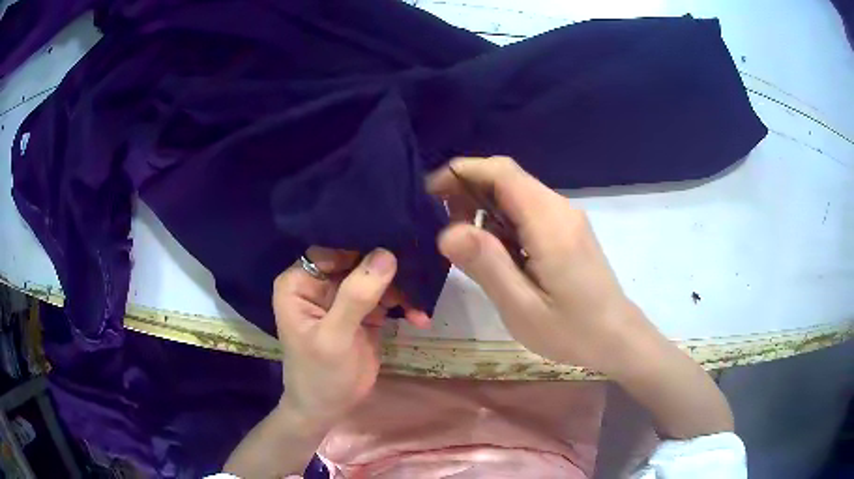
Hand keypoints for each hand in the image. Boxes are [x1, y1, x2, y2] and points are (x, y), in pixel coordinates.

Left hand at [272, 247, 429, 429]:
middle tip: (419, 272)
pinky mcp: (364, 312)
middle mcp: (320, 283)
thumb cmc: (320, 374)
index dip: (361, 245)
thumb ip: (356, 297)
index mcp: (299, 282)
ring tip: (420, 304)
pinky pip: (388, 297)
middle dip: (388, 267)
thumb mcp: (334, 337)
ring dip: (401, 288)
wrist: (329, 409)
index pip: (331, 249)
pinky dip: (405, 305)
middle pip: (357, 259)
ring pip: (377, 276)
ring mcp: (344, 296)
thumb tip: (386, 254)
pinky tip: (419, 318)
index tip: (397, 242)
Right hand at [427, 157, 642, 373]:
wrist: (618, 338)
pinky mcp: (567, 230)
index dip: (462, 173)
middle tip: (444, 228)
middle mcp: (559, 208)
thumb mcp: (522, 307)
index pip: (501, 172)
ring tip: (466, 246)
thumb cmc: (572, 331)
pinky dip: (502, 221)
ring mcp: (566, 218)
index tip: (430, 195)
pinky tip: (496, 253)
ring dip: (484, 208)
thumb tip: (446, 231)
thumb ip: (486, 265)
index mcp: (549, 222)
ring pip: (516, 193)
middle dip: (468, 192)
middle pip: (507, 178)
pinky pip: (528, 210)